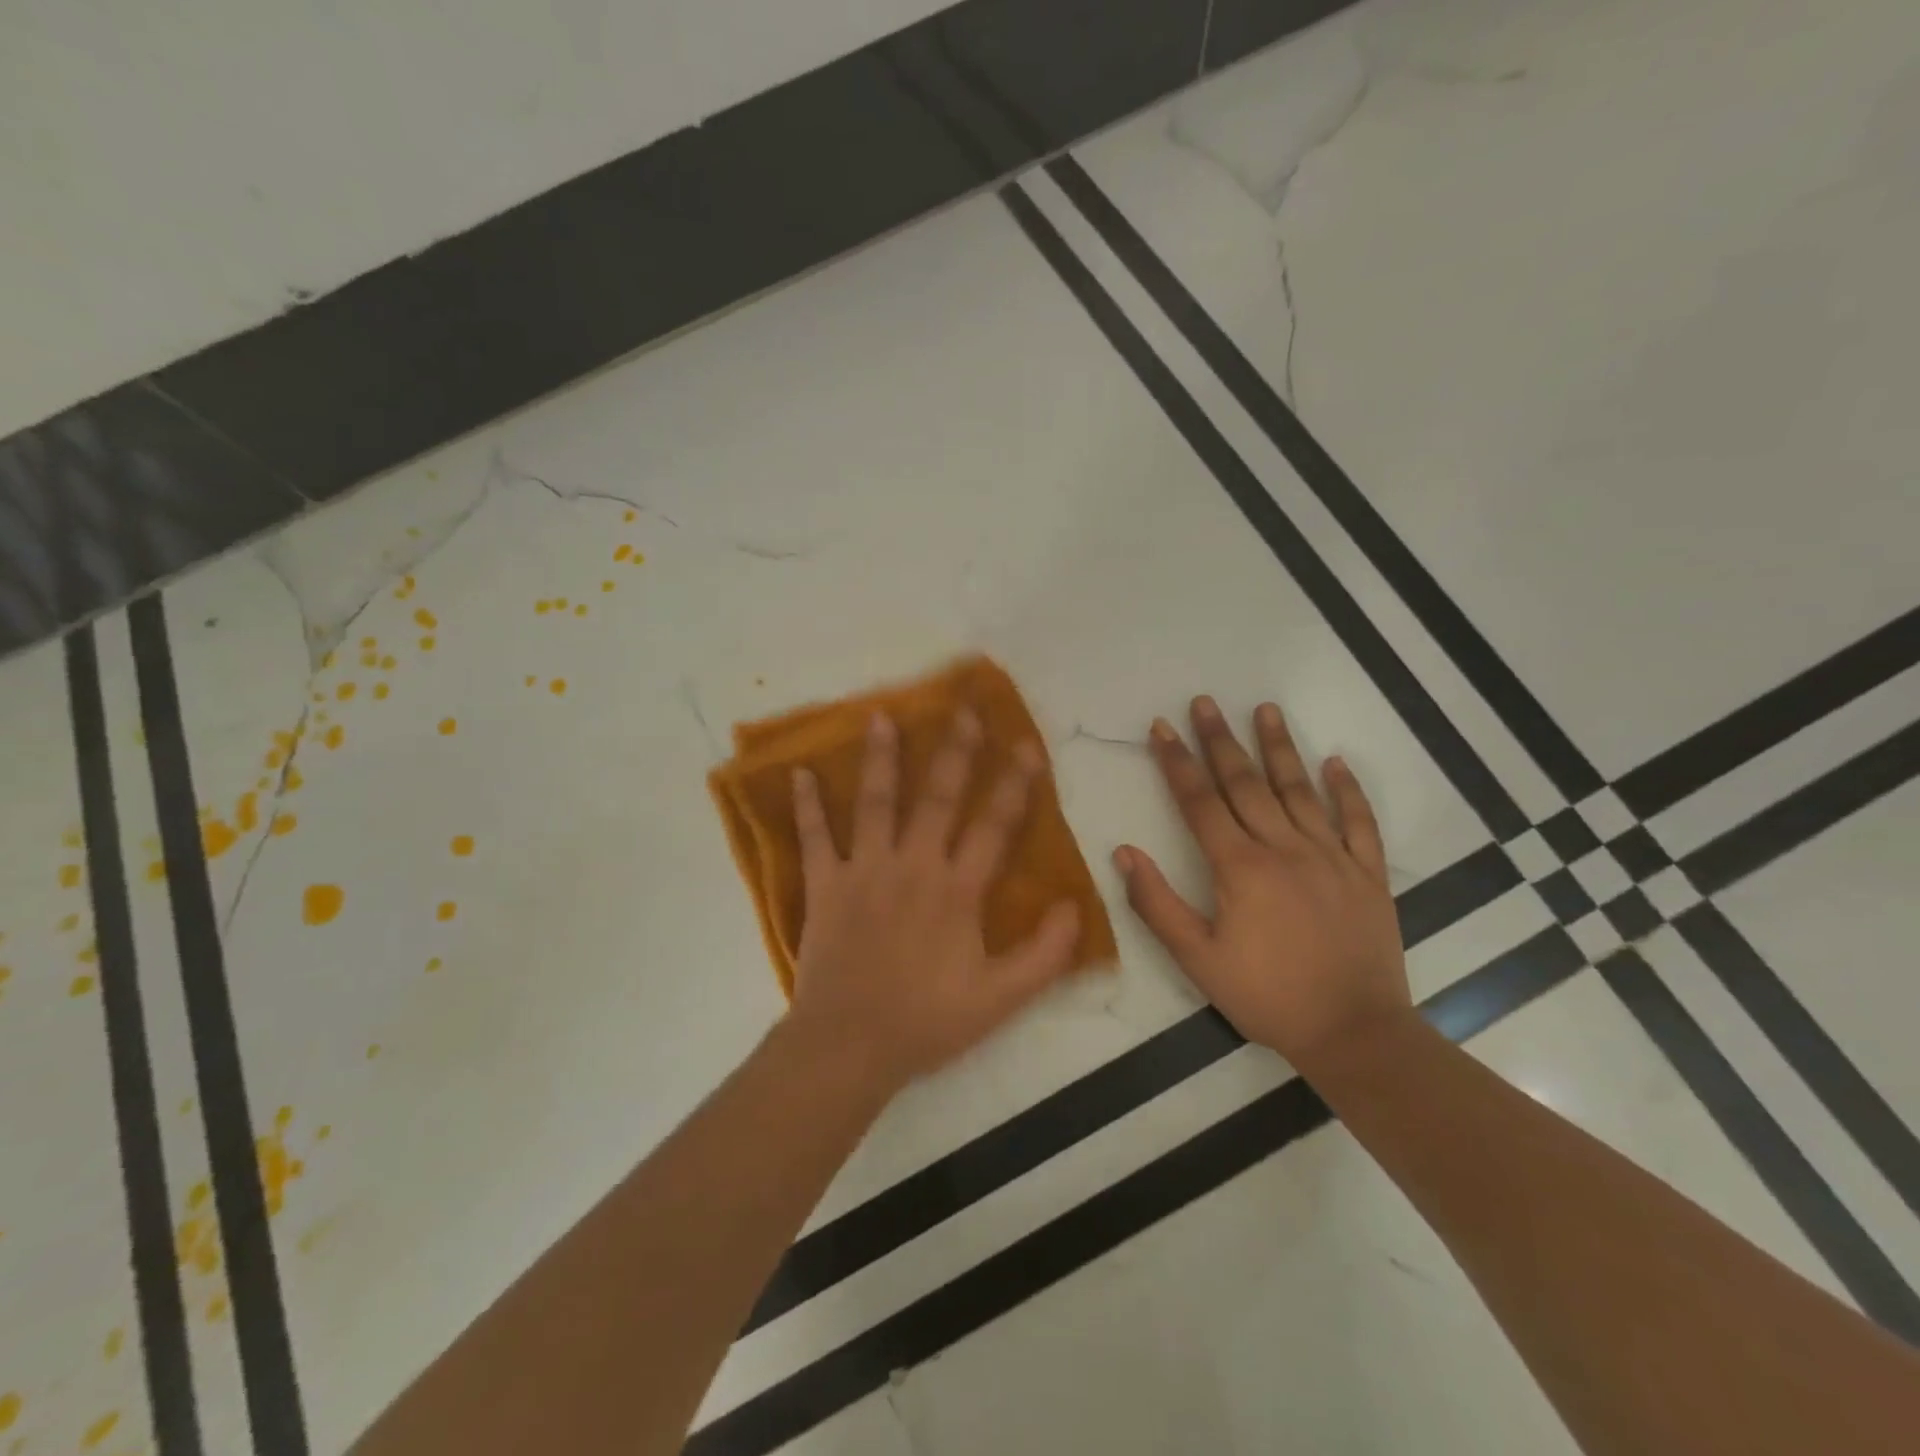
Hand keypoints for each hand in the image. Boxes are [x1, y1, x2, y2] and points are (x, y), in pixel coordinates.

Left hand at [785, 709, 1082, 1095]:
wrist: (850, 1045)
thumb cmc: (927, 1021)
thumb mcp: (1001, 999)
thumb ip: (1044, 954)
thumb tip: (1076, 907)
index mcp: (957, 890)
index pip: (994, 826)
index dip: (1015, 784)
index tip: (1027, 746)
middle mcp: (913, 866)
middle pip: (938, 797)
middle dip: (955, 751)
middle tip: (963, 710)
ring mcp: (864, 871)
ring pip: (876, 802)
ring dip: (881, 758)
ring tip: (881, 716)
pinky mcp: (825, 885)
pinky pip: (813, 837)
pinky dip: (806, 805)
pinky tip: (798, 772)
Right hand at [1112, 696, 1410, 1071]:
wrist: (1354, 1033)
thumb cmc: (1267, 997)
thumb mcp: (1198, 959)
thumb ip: (1157, 904)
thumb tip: (1125, 853)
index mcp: (1240, 867)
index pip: (1200, 801)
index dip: (1177, 762)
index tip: (1161, 728)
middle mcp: (1285, 848)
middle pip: (1246, 783)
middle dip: (1220, 740)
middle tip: (1205, 703)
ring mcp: (1332, 857)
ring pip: (1300, 790)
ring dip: (1280, 747)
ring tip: (1265, 709)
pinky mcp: (1367, 874)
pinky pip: (1359, 821)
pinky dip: (1347, 789)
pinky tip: (1335, 761)